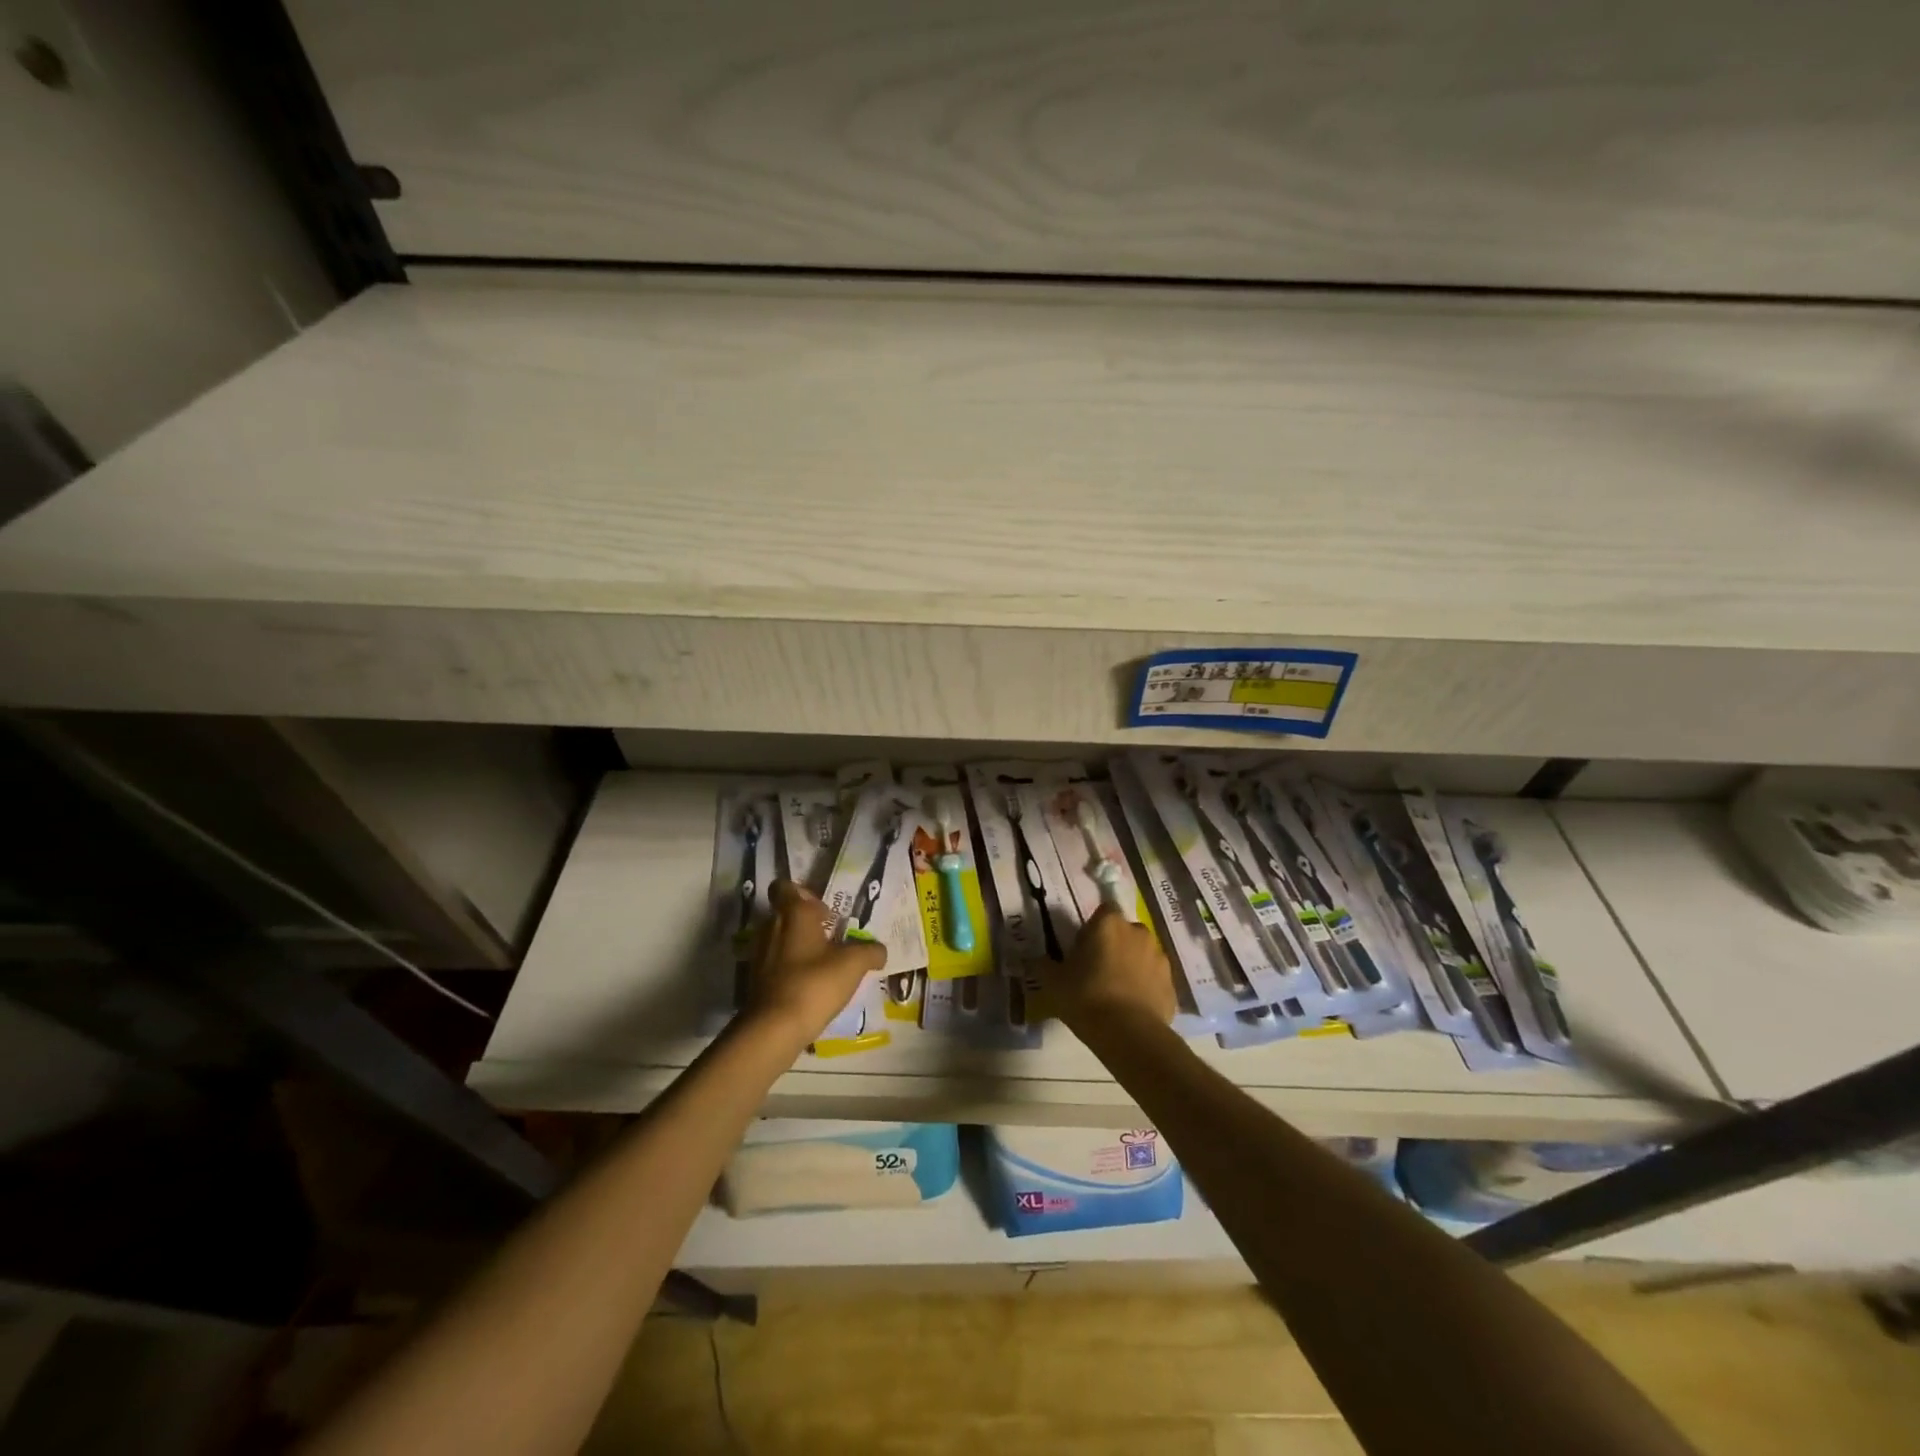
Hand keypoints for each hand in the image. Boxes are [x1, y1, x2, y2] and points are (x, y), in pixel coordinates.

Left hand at [743, 880, 886, 1042]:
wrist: (774, 1028)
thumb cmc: (815, 983)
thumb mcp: (854, 965)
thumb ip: (870, 951)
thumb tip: (879, 950)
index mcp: (794, 913)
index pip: (785, 887)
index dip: (804, 895)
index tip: (823, 911)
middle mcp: (771, 926)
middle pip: (784, 913)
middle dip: (804, 923)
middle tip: (829, 938)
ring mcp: (759, 953)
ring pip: (778, 938)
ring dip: (796, 946)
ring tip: (820, 965)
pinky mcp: (753, 978)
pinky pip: (773, 963)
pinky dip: (787, 968)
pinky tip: (807, 985)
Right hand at [1040, 904, 1176, 1033]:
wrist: (1129, 1034)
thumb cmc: (1086, 997)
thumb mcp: (1053, 981)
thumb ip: (1044, 965)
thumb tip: (1038, 960)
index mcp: (1109, 924)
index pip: (1102, 912)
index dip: (1093, 929)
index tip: (1083, 950)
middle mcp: (1138, 932)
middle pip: (1124, 932)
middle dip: (1114, 945)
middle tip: (1097, 971)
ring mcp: (1159, 957)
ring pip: (1142, 954)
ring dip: (1131, 965)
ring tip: (1116, 993)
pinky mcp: (1172, 983)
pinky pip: (1154, 979)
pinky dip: (1145, 987)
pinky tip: (1132, 1008)